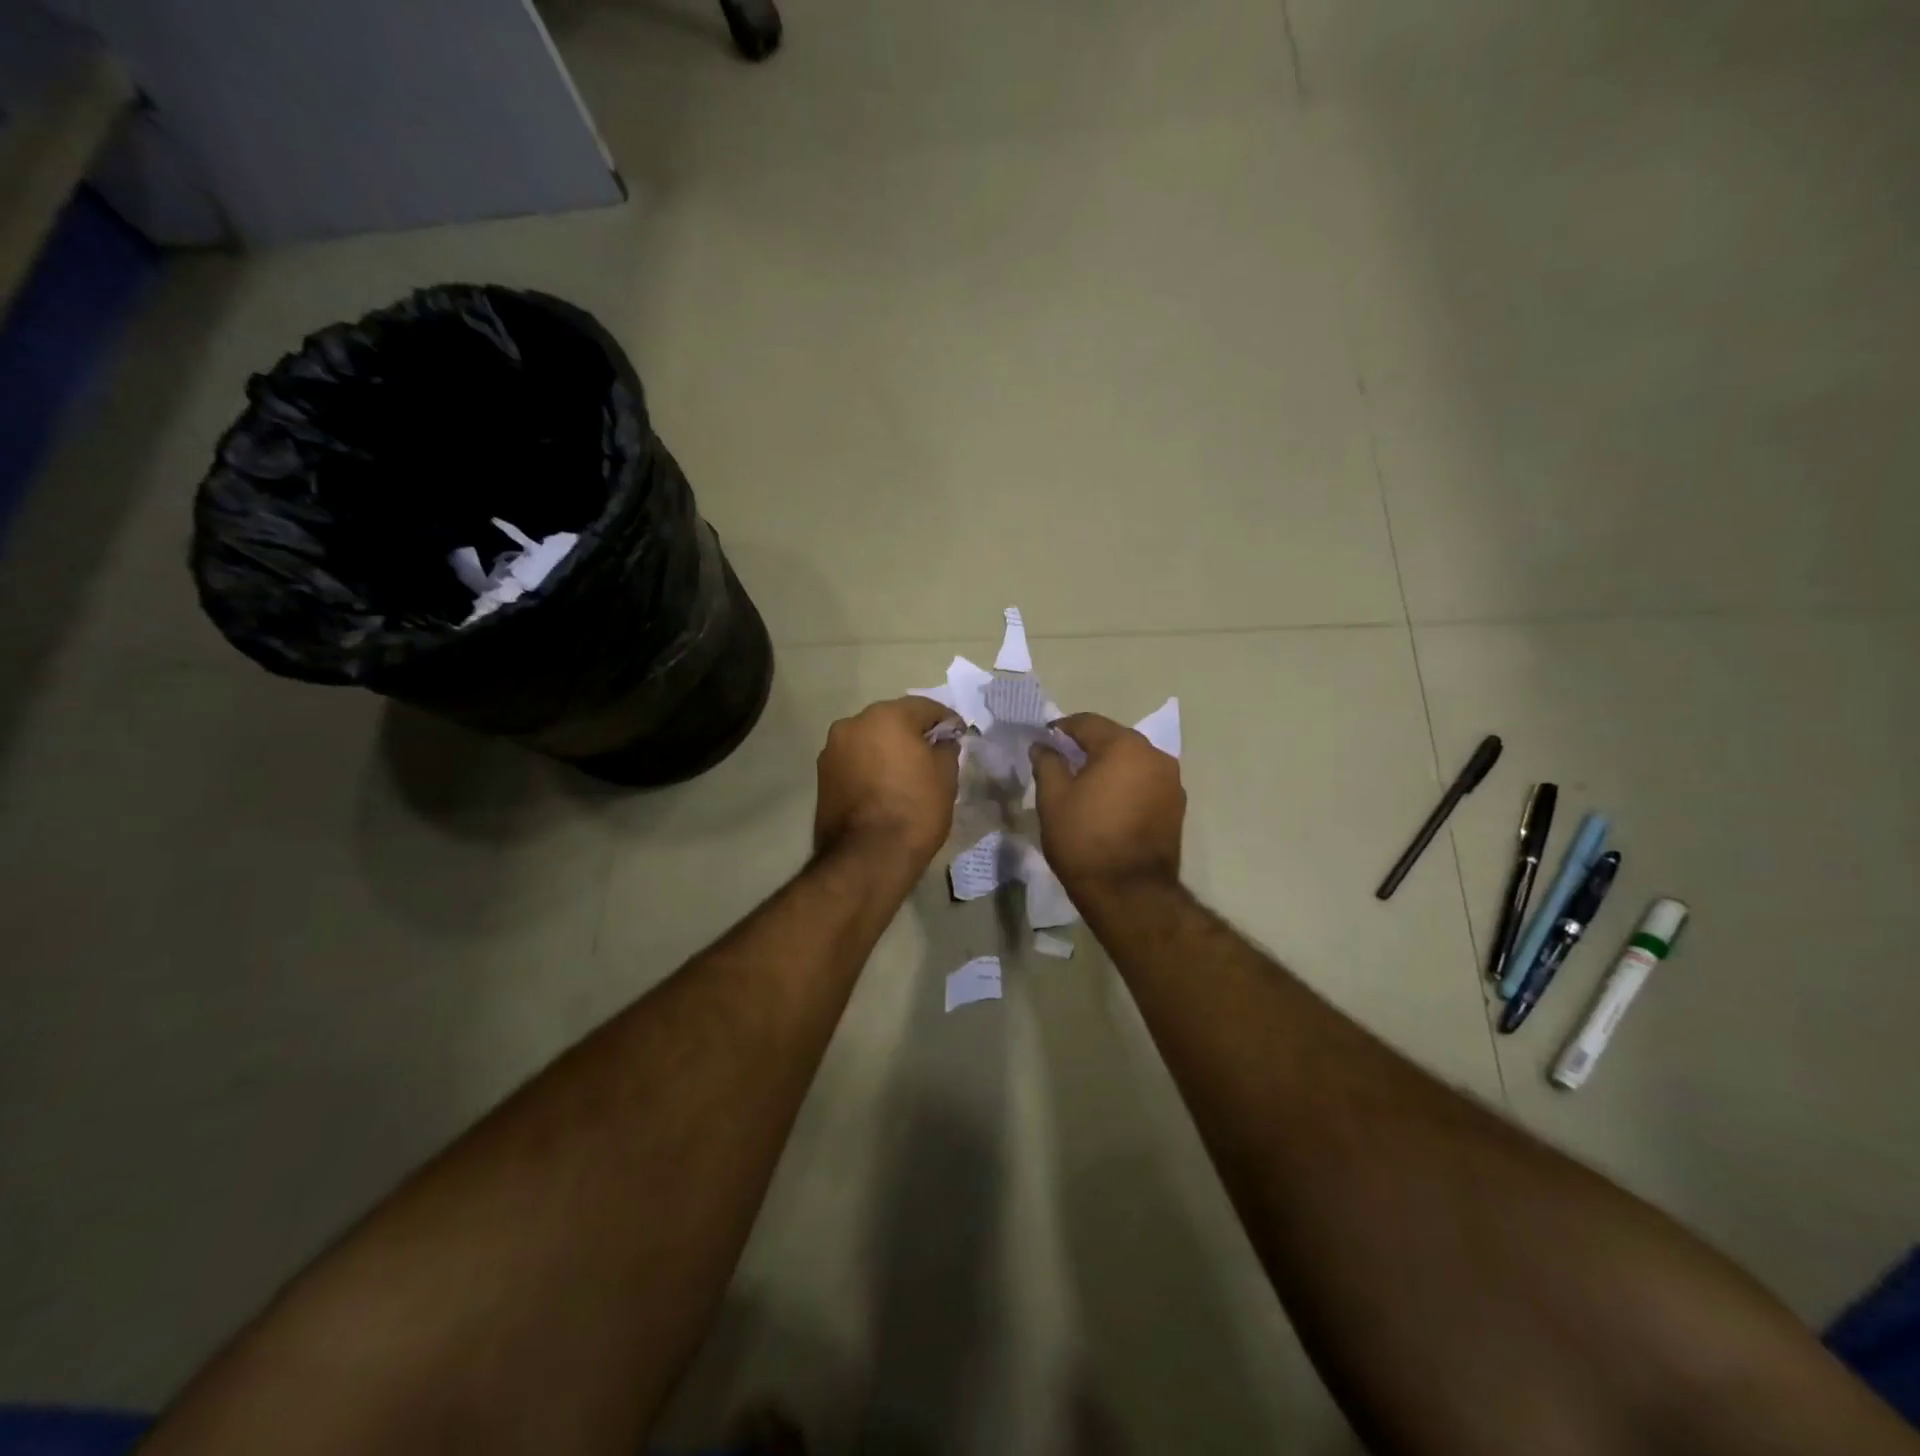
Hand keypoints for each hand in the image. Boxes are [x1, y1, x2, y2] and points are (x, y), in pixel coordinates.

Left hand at [814, 697, 960, 871]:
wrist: (867, 857)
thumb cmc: (914, 809)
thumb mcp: (946, 776)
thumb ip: (946, 748)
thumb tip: (942, 741)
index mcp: (887, 715)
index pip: (925, 707)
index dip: (946, 721)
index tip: (958, 736)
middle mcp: (854, 723)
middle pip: (892, 719)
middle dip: (912, 732)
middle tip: (932, 754)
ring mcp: (832, 749)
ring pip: (869, 739)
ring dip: (887, 748)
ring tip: (906, 773)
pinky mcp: (821, 775)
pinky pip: (855, 760)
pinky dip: (870, 766)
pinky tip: (884, 786)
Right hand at [1030, 713, 1185, 895]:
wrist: (1129, 893)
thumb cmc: (1084, 839)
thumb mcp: (1053, 798)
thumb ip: (1047, 762)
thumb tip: (1043, 746)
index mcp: (1124, 746)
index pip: (1087, 723)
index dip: (1061, 729)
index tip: (1043, 742)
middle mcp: (1155, 755)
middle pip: (1113, 739)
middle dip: (1087, 747)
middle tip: (1062, 764)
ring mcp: (1171, 782)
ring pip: (1132, 762)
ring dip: (1109, 767)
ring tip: (1085, 787)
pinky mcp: (1177, 807)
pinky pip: (1145, 783)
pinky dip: (1126, 785)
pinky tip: (1109, 805)